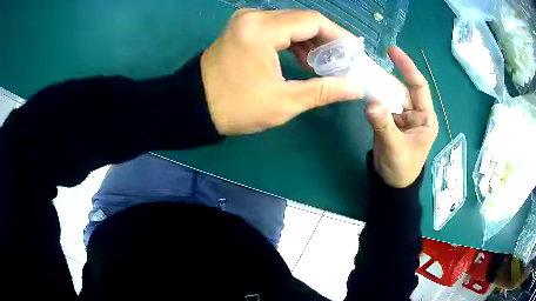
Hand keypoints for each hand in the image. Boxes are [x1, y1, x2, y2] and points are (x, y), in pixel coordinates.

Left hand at [201, 9, 362, 134]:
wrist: (195, 107)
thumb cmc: (236, 108)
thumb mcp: (283, 102)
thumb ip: (323, 90)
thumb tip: (354, 87)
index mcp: (261, 29)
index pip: (312, 21)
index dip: (338, 36)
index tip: (353, 53)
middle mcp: (253, 17)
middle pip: (302, 19)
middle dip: (326, 39)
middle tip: (342, 61)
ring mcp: (245, 21)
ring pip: (290, 23)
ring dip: (310, 41)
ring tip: (325, 64)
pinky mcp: (242, 28)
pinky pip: (276, 28)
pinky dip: (293, 41)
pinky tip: (304, 59)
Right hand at [365, 47, 438, 187]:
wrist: (392, 184)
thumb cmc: (401, 169)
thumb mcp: (395, 149)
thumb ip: (384, 126)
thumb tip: (370, 103)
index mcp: (425, 118)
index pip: (419, 86)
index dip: (407, 67)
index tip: (393, 51)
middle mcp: (415, 113)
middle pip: (402, 87)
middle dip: (387, 76)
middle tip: (367, 65)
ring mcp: (402, 115)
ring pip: (390, 94)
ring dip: (377, 86)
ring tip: (362, 74)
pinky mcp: (391, 120)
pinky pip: (382, 103)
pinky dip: (373, 97)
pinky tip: (362, 89)